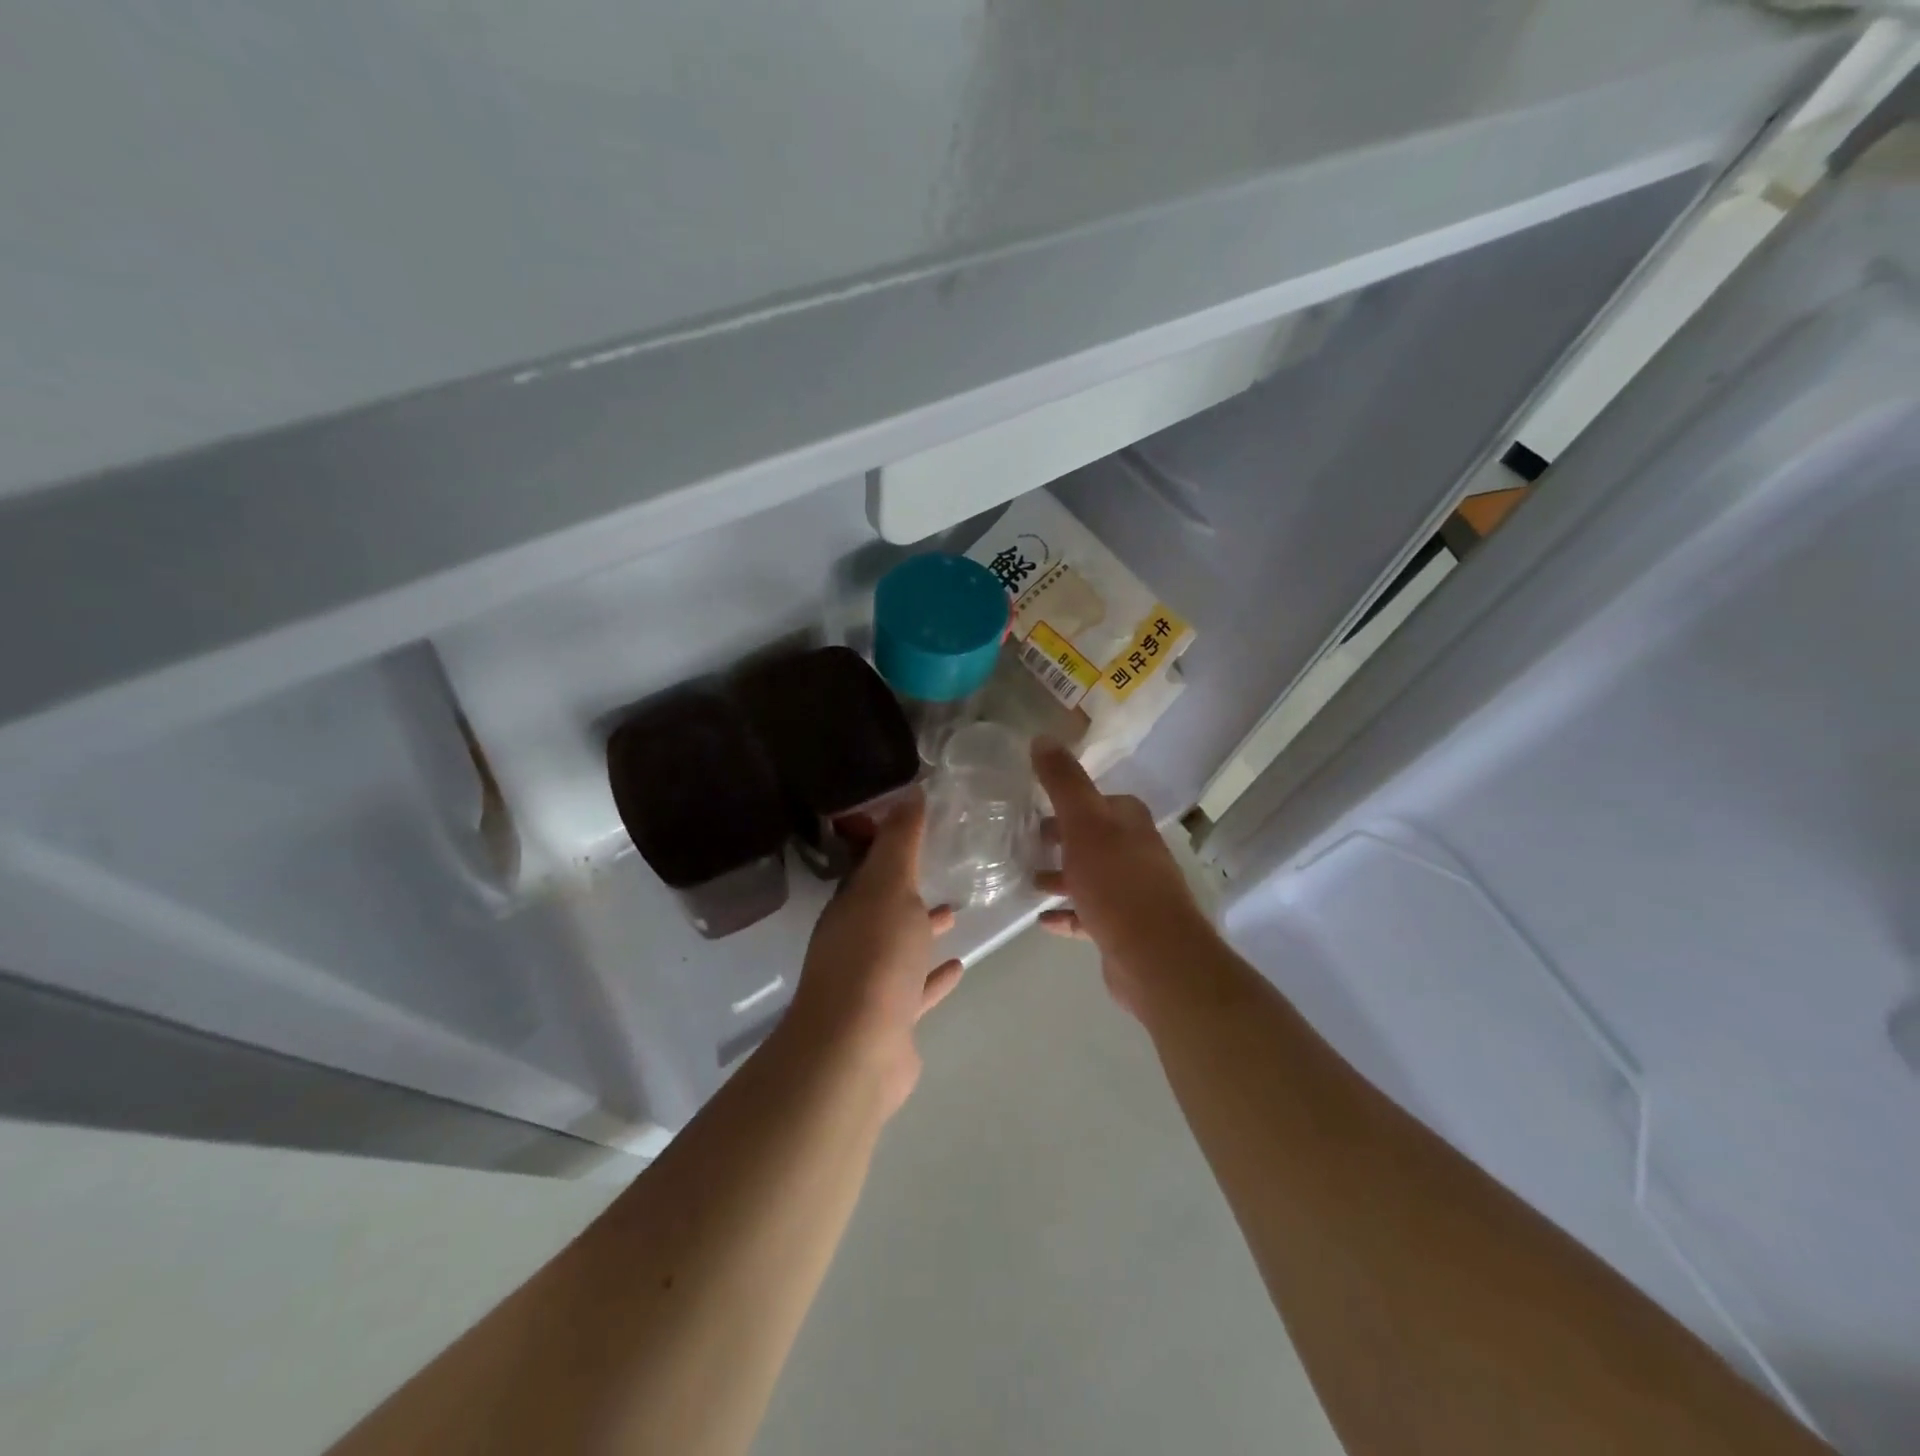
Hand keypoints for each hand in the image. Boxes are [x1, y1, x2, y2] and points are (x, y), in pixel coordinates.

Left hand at [782, 793, 962, 1116]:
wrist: (857, 1049)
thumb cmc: (874, 956)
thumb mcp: (889, 886)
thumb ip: (900, 841)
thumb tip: (910, 791)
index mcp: (849, 906)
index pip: (868, 867)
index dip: (889, 845)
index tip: (918, 826)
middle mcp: (854, 940)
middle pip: (883, 906)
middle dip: (908, 888)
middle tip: (941, 867)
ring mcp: (871, 982)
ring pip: (900, 946)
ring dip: (923, 929)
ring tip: (956, 912)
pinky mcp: (891, 1019)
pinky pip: (917, 988)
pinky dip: (934, 976)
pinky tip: (959, 966)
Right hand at [1031, 738, 1211, 1019]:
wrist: (1154, 956)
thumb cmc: (1116, 881)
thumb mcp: (1083, 822)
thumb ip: (1063, 781)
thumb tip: (1042, 737)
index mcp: (1130, 822)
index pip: (1099, 800)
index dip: (1070, 800)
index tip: (1036, 804)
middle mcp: (1136, 852)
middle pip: (1093, 838)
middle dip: (1061, 839)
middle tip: (1024, 842)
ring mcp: (1133, 893)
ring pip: (1090, 877)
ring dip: (1062, 877)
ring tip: (1028, 881)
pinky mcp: (1125, 928)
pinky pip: (1089, 915)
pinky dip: (1067, 914)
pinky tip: (1042, 920)